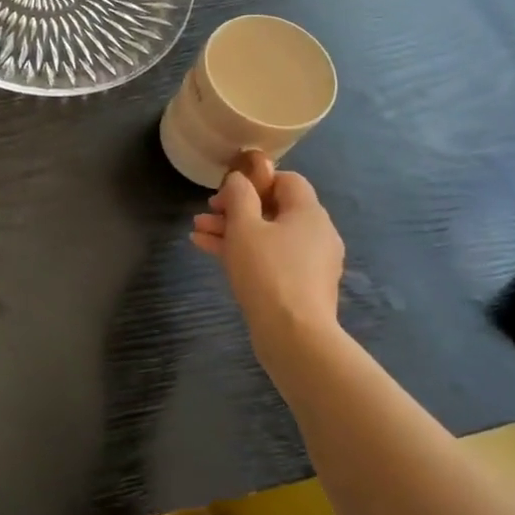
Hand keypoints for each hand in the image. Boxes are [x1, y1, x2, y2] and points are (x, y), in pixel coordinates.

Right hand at [191, 153, 344, 350]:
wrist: (294, 335)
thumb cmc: (267, 271)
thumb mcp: (244, 226)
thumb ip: (239, 196)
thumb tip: (239, 179)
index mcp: (309, 213)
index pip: (286, 180)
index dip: (255, 180)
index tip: (226, 192)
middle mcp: (316, 233)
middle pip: (274, 209)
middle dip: (235, 208)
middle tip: (206, 213)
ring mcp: (311, 262)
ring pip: (268, 235)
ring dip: (233, 230)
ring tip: (198, 232)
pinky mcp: (302, 285)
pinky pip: (271, 258)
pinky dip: (245, 251)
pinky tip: (209, 251)